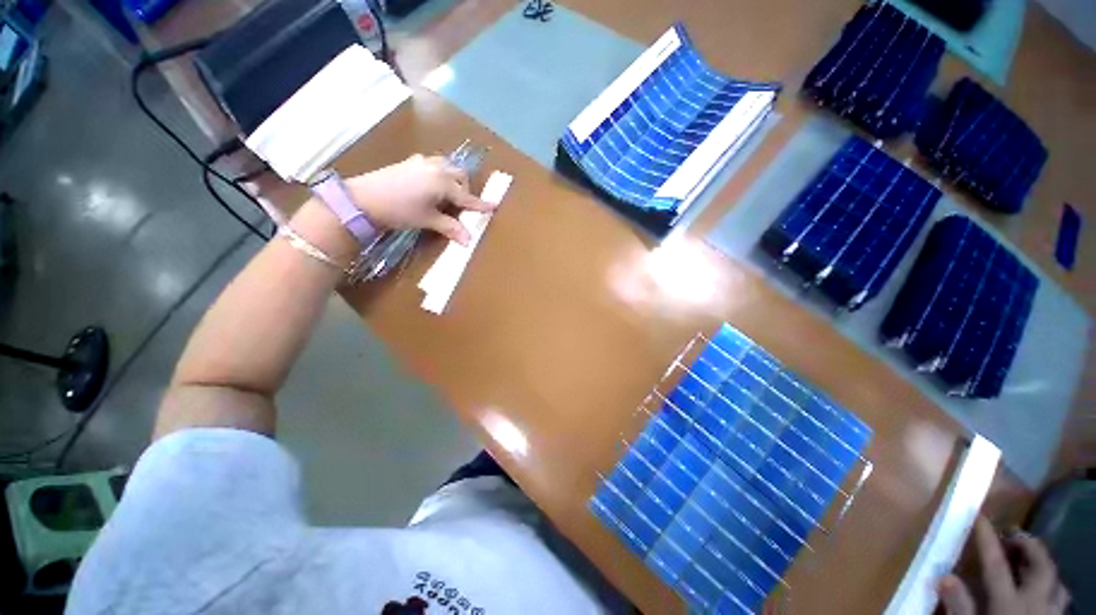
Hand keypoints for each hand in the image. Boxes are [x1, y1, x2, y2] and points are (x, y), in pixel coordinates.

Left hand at [345, 154, 492, 245]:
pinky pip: (434, 164)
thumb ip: (450, 227)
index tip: (494, 206)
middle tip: (462, 206)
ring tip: (448, 195)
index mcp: (443, 182)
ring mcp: (422, 162)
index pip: (467, 196)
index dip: (480, 204)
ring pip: (447, 167)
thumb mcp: (427, 220)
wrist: (363, 198)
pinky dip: (440, 174)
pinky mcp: (410, 162)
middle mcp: (436, 167)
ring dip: (453, 179)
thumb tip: (469, 240)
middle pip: (460, 176)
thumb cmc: (399, 210)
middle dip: (465, 190)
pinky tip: (431, 186)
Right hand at [938, 518, 1069, 614]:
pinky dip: (1053, 585)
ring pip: (1057, 581)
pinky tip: (1044, 589)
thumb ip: (960, 608)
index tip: (980, 517)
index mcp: (1010, 604)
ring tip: (1030, 558)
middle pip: (1041, 566)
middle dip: (1030, 545)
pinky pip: (1060, 597)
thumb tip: (944, 577)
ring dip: (1044, 564)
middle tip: (1014, 534)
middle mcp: (1035, 602)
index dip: (988, 540)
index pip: (996, 565)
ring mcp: (1050, 613)